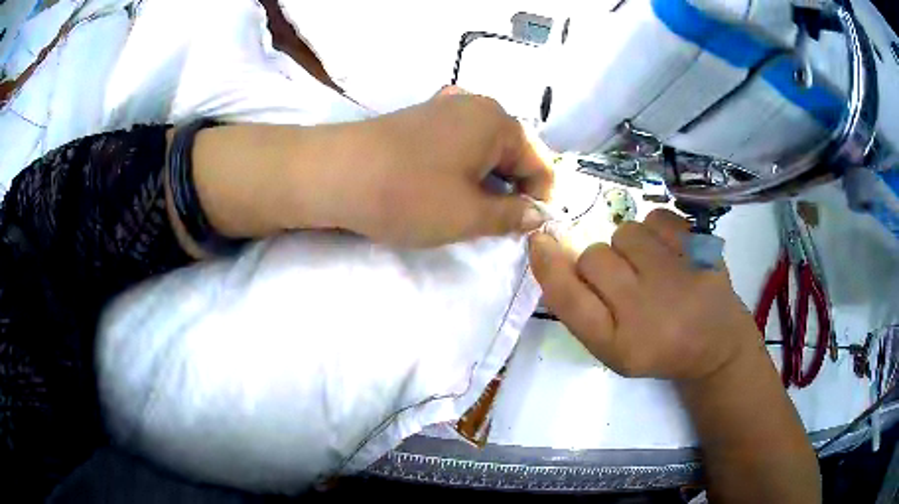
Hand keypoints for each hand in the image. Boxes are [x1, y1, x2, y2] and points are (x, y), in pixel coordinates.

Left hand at [343, 93, 553, 246]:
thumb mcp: (469, 215)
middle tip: (497, 227)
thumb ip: (512, 216)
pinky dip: (464, 168)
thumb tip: (537, 214)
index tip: (528, 231)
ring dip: (487, 182)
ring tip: (470, 212)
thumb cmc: (409, 194)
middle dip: (513, 190)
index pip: (541, 164)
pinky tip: (447, 188)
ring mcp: (446, 107)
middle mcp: (477, 105)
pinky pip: (459, 144)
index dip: (541, 200)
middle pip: (514, 153)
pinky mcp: (421, 118)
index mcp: (499, 121)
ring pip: (486, 150)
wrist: (335, 173)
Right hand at [529, 209, 759, 380]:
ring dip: (629, 246)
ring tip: (650, 267)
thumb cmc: (657, 348)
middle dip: (599, 263)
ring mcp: (677, 277)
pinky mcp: (701, 251)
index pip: (569, 298)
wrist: (715, 344)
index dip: (548, 265)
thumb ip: (580, 306)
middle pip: (593, 257)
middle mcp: (646, 311)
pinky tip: (670, 254)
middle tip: (622, 279)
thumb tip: (550, 251)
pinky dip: (657, 231)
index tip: (540, 241)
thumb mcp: (611, 346)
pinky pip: (657, 218)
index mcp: (619, 345)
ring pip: (625, 232)